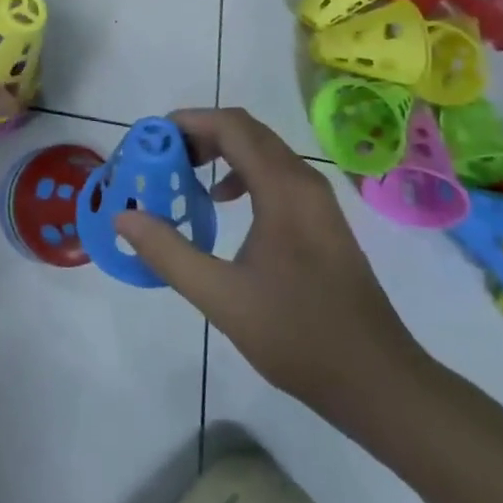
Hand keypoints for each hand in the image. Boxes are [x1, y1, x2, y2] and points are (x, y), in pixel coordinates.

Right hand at [114, 108, 428, 427]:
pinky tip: (224, 203)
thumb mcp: (222, 298)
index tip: (151, 139)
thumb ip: (169, 253)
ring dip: (221, 151)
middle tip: (161, 157)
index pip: (230, 126)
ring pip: (263, 150)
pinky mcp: (322, 218)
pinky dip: (242, 172)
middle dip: (200, 133)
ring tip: (185, 175)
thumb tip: (124, 217)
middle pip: (246, 130)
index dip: (188, 122)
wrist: (378, 381)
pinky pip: (276, 173)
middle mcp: (303, 179)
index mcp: (283, 187)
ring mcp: (317, 198)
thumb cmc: (298, 335)